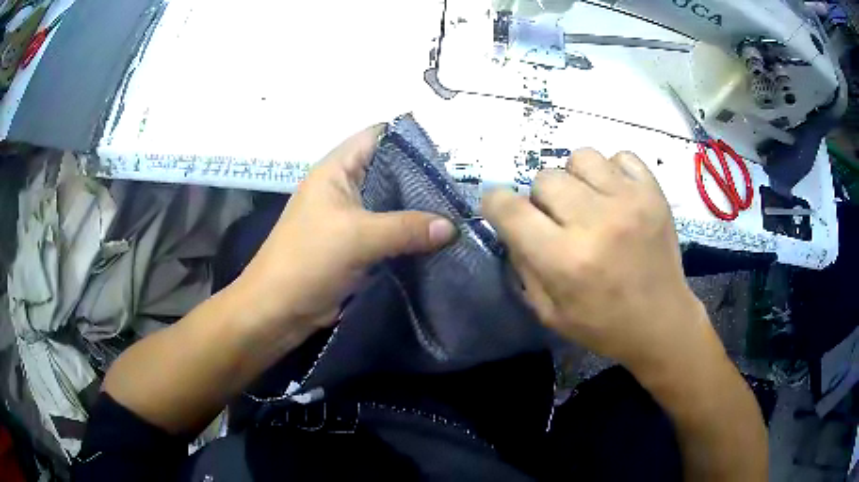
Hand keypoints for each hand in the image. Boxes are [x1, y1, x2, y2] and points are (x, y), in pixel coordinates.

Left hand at [233, 125, 456, 335]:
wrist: (279, 309)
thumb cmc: (307, 260)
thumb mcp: (357, 237)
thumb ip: (406, 228)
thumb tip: (452, 226)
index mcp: (336, 170)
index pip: (378, 136)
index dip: (411, 138)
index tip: (449, 151)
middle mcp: (345, 188)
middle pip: (390, 171)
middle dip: (423, 177)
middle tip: (461, 185)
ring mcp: (351, 218)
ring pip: (392, 204)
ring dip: (420, 209)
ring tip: (459, 209)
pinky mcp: (357, 245)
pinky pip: (390, 233)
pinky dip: (412, 235)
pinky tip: (440, 239)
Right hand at [482, 149, 708, 371]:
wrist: (661, 322)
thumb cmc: (602, 325)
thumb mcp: (548, 310)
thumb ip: (523, 263)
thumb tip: (512, 225)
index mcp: (564, 259)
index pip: (509, 208)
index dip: (496, 202)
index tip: (502, 208)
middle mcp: (595, 221)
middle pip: (545, 177)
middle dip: (542, 198)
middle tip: (559, 220)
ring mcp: (629, 201)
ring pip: (580, 157)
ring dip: (575, 178)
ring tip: (588, 202)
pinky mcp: (653, 192)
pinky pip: (620, 156)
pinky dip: (611, 171)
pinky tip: (615, 196)